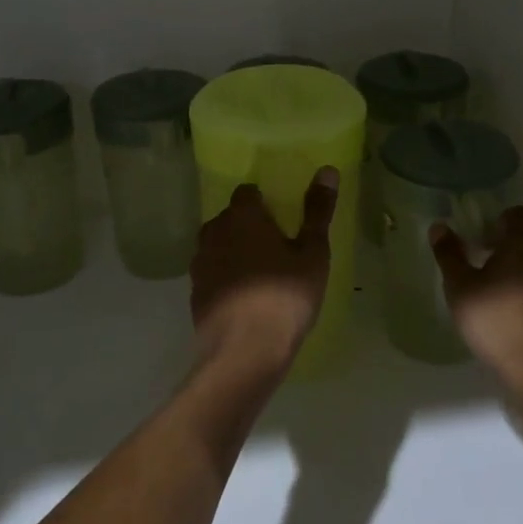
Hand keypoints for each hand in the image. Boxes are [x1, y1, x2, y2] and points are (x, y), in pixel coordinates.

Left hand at [190, 168, 338, 380]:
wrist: (243, 353)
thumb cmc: (284, 296)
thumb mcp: (312, 253)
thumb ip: (317, 211)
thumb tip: (327, 170)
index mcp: (241, 215)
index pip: (248, 192)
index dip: (265, 201)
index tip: (283, 217)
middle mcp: (214, 232)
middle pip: (231, 218)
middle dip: (250, 226)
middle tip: (278, 245)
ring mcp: (200, 264)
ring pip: (219, 246)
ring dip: (236, 251)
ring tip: (262, 271)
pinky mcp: (195, 294)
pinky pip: (213, 274)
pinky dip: (227, 277)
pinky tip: (246, 297)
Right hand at [430, 207, 522, 387]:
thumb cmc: (495, 320)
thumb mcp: (460, 287)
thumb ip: (449, 254)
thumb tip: (439, 226)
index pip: (517, 214)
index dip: (496, 220)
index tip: (476, 237)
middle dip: (500, 246)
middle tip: (474, 264)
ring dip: (512, 269)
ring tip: (486, 291)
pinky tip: (504, 312)